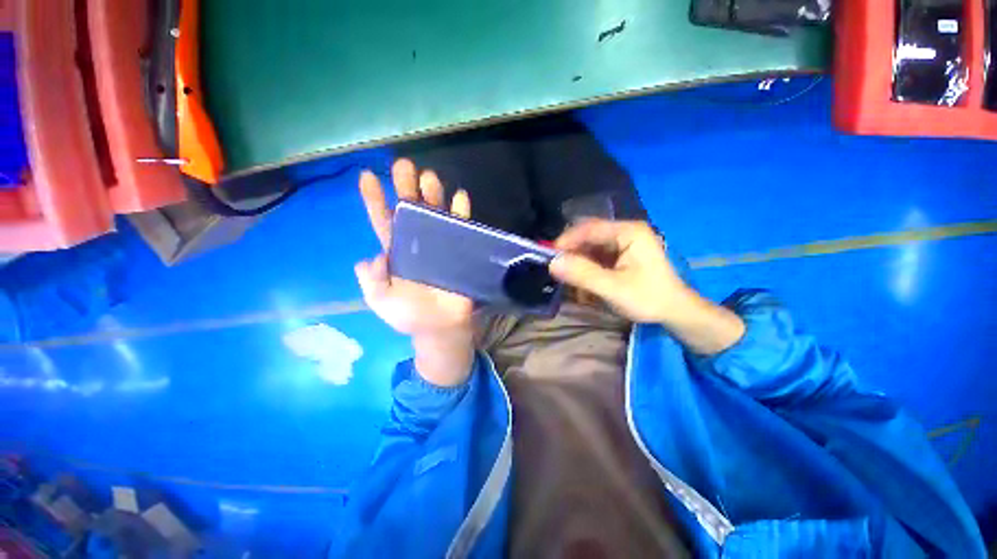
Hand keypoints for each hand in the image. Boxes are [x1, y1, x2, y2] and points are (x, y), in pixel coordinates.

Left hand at [355, 159, 474, 384]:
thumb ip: (372, 281)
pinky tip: (460, 197)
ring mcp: (440, 246)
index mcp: (396, 253)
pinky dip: (461, 213)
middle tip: (404, 166)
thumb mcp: (382, 302)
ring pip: (436, 214)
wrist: (441, 329)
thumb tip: (370, 257)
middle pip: (411, 210)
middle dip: (406, 187)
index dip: (375, 200)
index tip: (367, 177)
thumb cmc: (411, 317)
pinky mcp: (460, 251)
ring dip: (433, 195)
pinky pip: (461, 228)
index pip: (383, 222)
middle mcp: (417, 243)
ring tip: (430, 178)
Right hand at [550, 219, 692, 323]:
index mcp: (628, 232)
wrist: (675, 312)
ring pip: (589, 248)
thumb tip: (552, 263)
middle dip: (571, 254)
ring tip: (570, 282)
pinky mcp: (620, 254)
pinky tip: (583, 285)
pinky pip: (595, 257)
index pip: (589, 229)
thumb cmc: (648, 298)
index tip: (549, 258)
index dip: (566, 241)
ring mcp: (622, 243)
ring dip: (577, 264)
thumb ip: (583, 275)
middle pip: (587, 236)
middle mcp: (624, 232)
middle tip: (557, 272)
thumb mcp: (613, 288)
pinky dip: (585, 269)